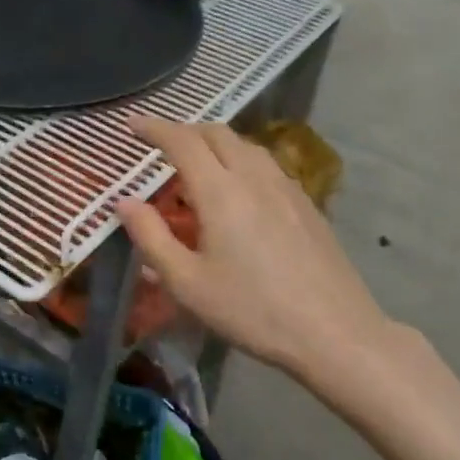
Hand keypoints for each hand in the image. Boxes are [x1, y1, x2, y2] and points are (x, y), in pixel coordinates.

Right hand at [114, 118, 444, 429]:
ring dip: (214, 142)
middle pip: (216, 133)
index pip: (182, 141)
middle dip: (184, 130)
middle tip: (160, 145)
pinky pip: (265, 163)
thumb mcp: (186, 283)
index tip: (132, 125)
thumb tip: (124, 202)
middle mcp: (253, 177)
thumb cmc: (252, 311)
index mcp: (220, 192)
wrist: (336, 334)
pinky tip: (238, 189)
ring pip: (244, 145)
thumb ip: (150, 237)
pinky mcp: (306, 204)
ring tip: (197, 163)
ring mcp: (286, 188)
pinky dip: (239, 159)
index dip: (153, 128)